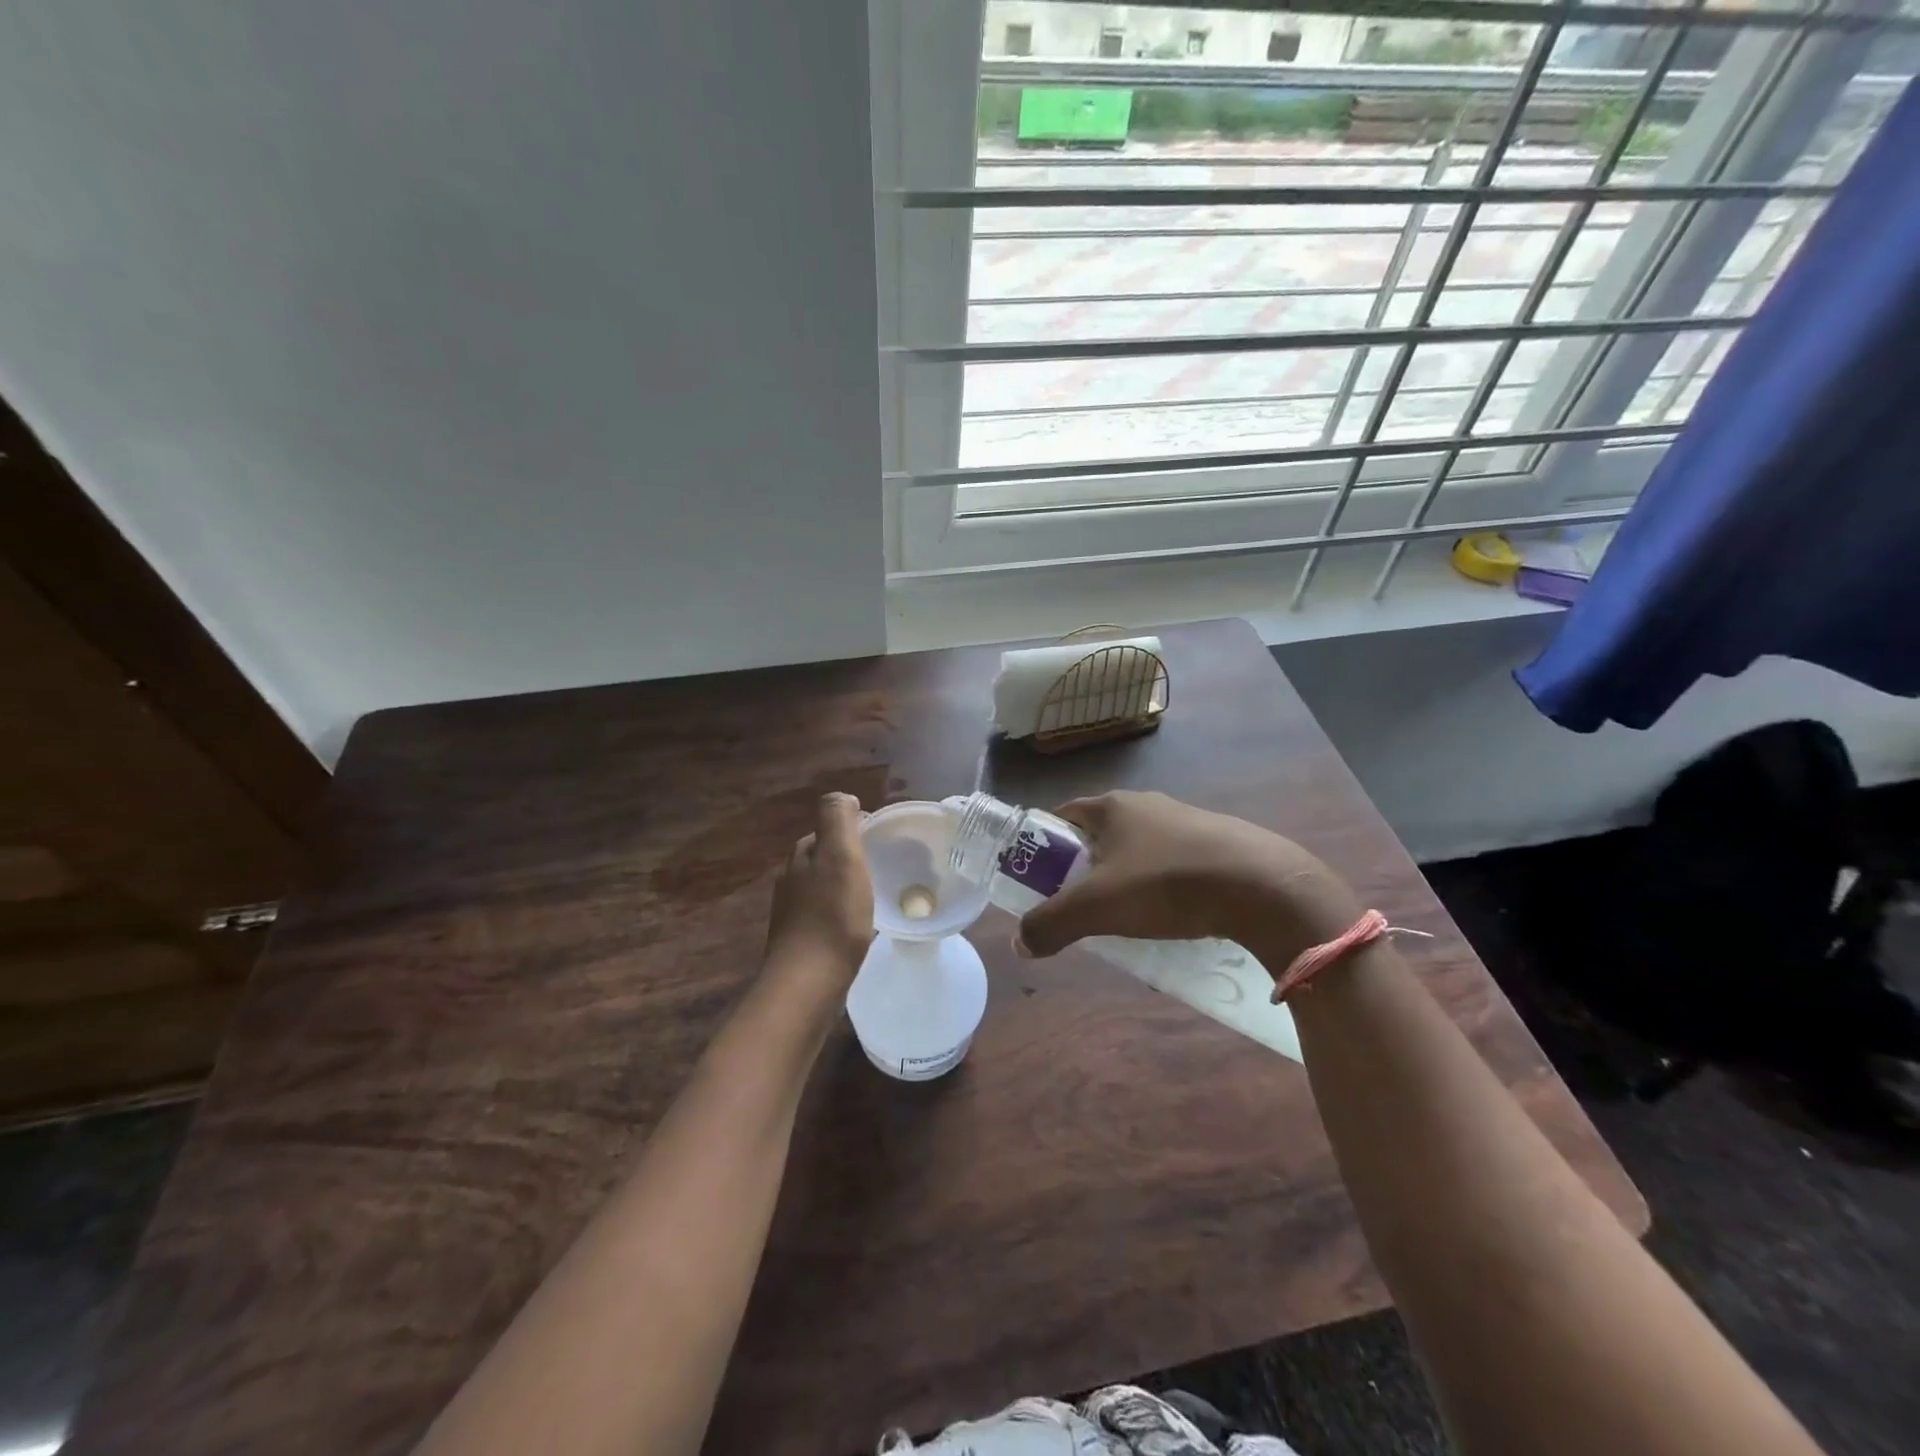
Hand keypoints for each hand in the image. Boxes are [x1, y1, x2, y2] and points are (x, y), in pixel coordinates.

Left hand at [763, 793, 873, 994]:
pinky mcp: (799, 943)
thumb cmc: (833, 916)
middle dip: (846, 857)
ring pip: (820, 888)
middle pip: (821, 859)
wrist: (809, 983)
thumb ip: (838, 820)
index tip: (880, 840)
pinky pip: (822, 916)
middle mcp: (790, 882)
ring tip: (872, 895)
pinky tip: (856, 926)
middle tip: (880, 866)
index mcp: (800, 857)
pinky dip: (839, 913)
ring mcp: (791, 914)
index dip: (852, 830)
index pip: (824, 831)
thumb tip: (842, 796)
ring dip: (842, 886)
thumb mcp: (841, 856)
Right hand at [1015, 791, 1362, 968]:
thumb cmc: (1166, 884)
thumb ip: (1052, 924)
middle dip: (1083, 868)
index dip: (1044, 844)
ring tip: (1125, 918)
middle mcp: (1146, 805)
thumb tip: (1020, 944)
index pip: (1062, 815)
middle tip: (1079, 906)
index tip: (1038, 878)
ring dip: (1124, 879)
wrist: (1262, 885)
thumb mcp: (1098, 907)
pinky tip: (1171, 916)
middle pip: (1099, 835)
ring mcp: (1185, 821)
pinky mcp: (1216, 843)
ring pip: (1138, 850)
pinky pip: (1172, 863)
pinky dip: (1161, 886)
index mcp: (1111, 806)